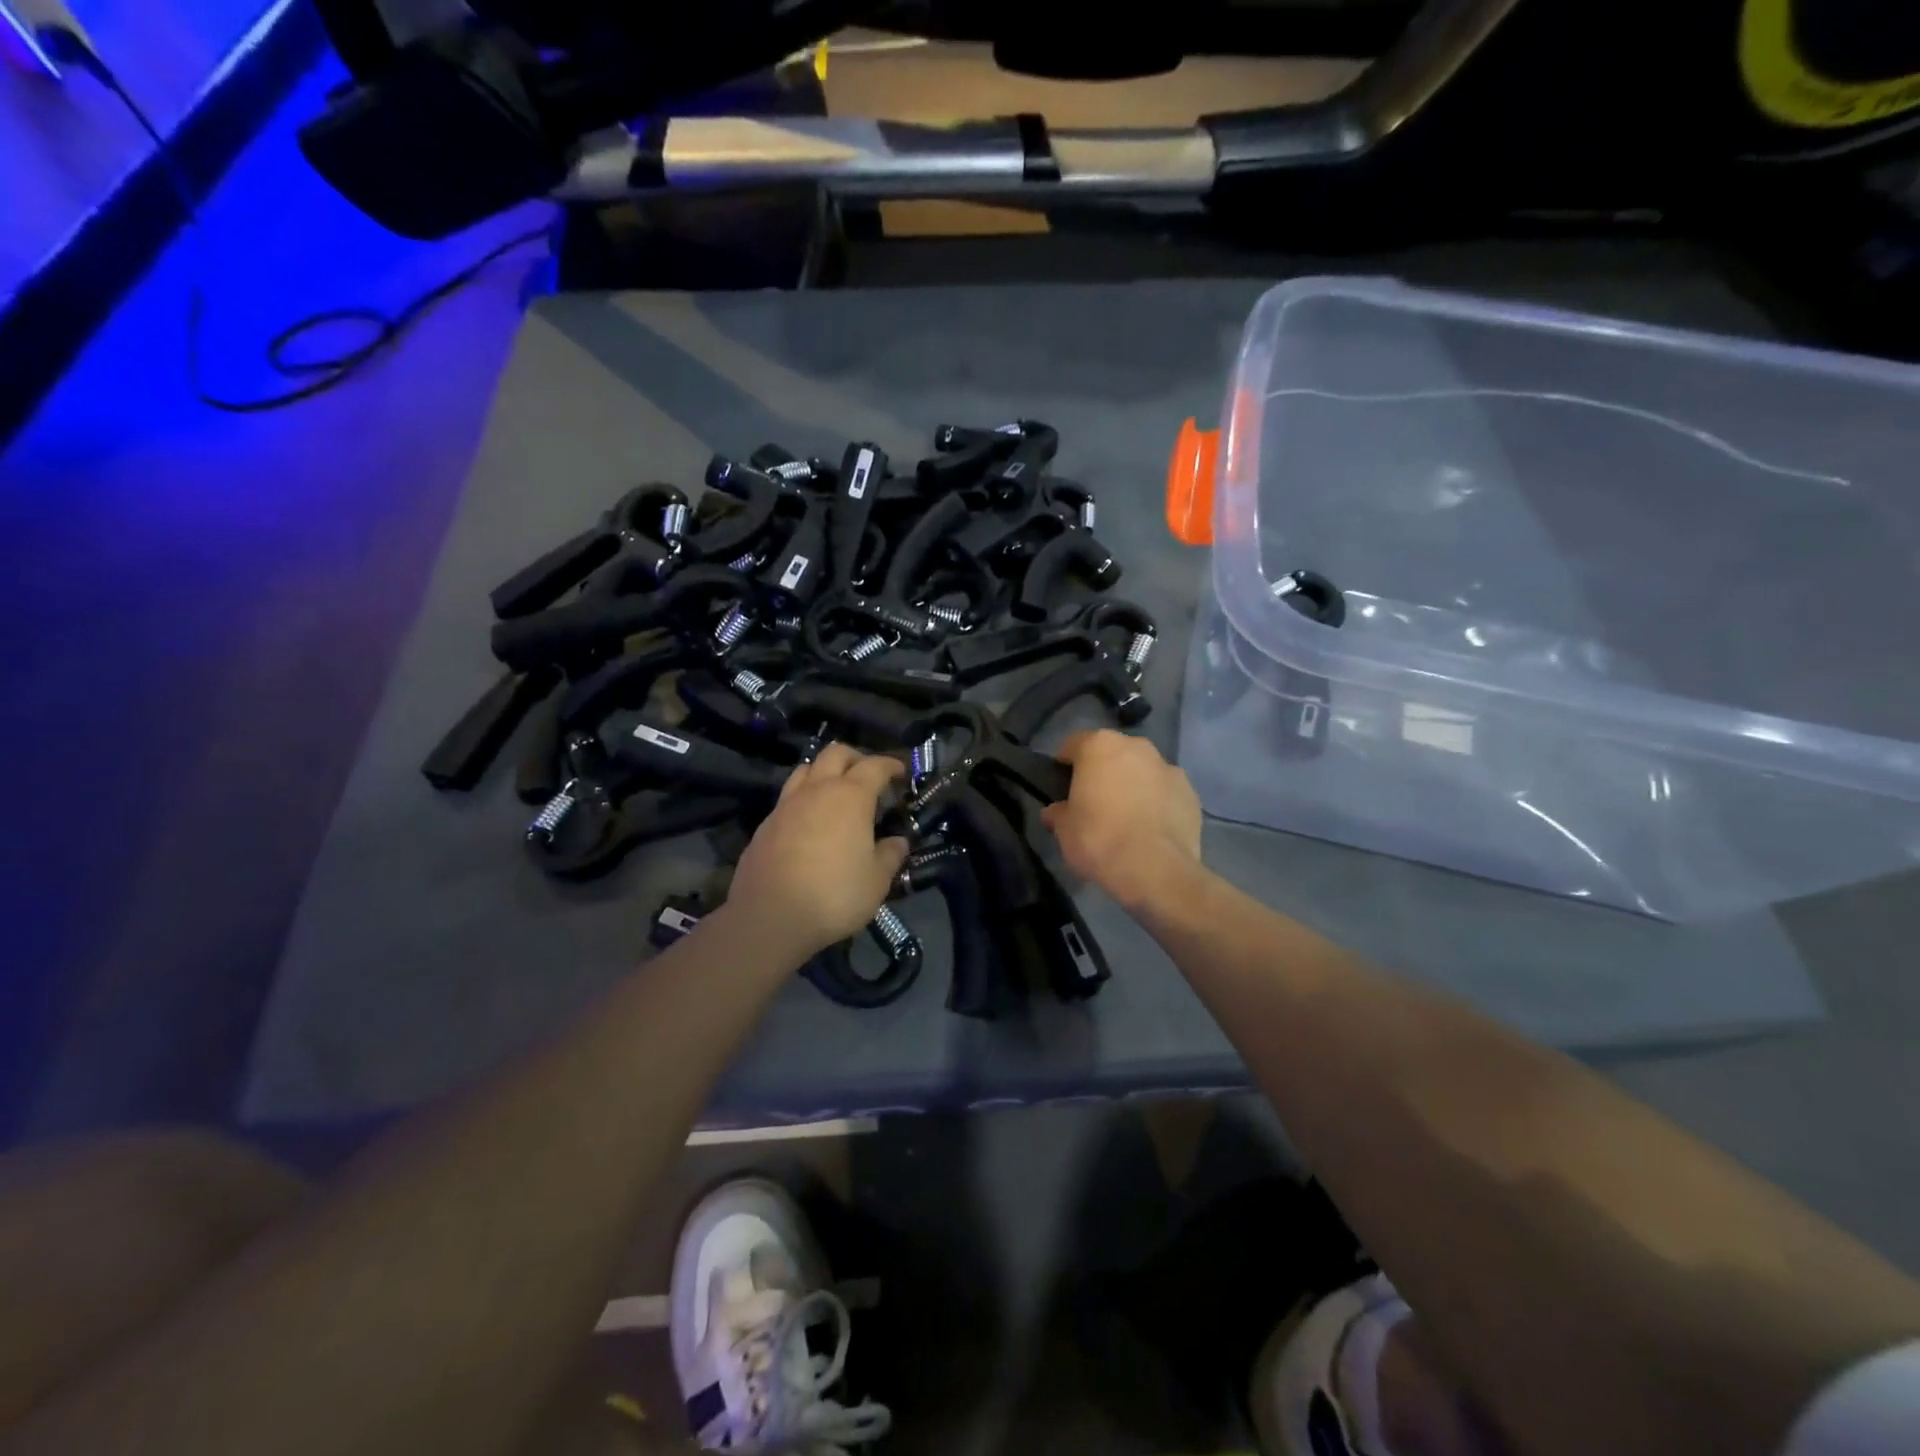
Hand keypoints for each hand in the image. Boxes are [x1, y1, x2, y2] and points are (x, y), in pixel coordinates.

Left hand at [728, 744, 910, 961]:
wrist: (769, 917)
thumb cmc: (834, 895)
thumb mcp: (876, 881)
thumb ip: (890, 856)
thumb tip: (898, 842)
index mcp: (850, 796)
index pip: (875, 766)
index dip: (891, 765)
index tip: (901, 772)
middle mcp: (817, 790)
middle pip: (836, 754)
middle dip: (856, 758)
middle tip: (869, 776)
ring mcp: (786, 805)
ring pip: (806, 769)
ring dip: (825, 772)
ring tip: (836, 792)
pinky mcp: (765, 825)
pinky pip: (788, 797)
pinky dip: (804, 798)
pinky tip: (810, 822)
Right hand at [1040, 731, 1203, 911]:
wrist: (1156, 870)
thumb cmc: (1099, 839)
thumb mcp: (1064, 830)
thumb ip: (1058, 813)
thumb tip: (1055, 812)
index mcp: (1099, 746)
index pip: (1073, 745)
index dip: (1064, 766)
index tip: (1061, 788)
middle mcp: (1136, 746)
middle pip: (1111, 754)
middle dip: (1102, 773)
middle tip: (1093, 803)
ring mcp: (1168, 767)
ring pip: (1141, 771)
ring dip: (1132, 785)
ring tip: (1125, 818)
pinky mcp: (1190, 792)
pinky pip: (1165, 792)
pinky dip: (1157, 803)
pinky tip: (1150, 829)